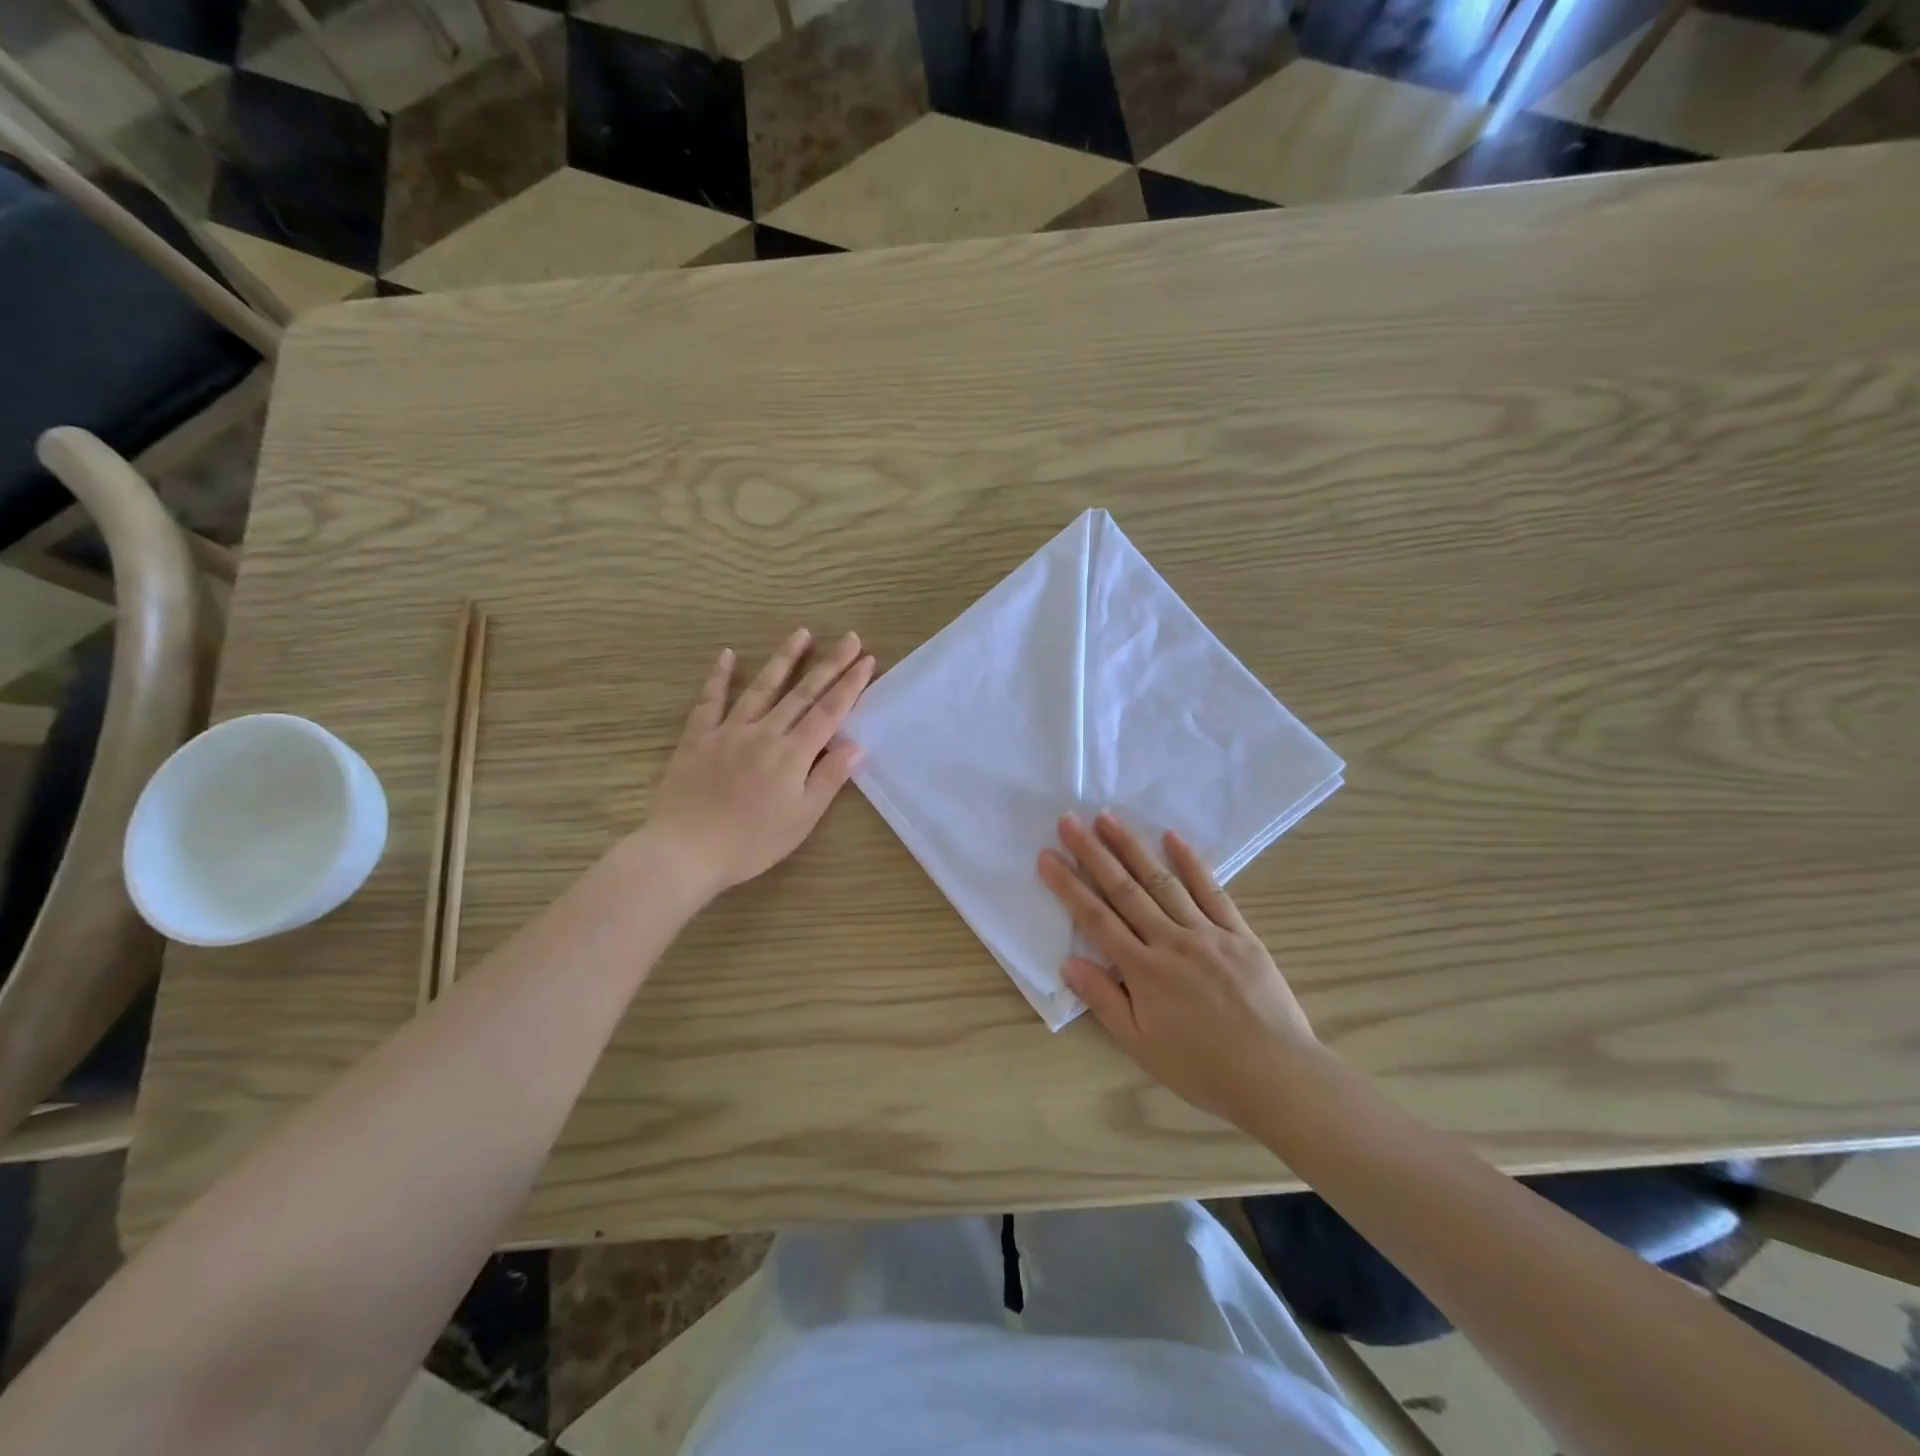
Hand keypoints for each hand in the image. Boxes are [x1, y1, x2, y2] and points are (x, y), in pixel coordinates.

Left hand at [648, 628, 874, 895]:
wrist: (686, 850)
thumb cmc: (751, 842)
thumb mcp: (801, 818)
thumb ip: (828, 778)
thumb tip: (856, 745)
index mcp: (792, 754)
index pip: (829, 712)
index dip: (850, 685)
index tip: (866, 659)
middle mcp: (764, 733)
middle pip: (802, 693)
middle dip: (829, 664)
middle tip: (848, 637)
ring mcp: (729, 731)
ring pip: (762, 688)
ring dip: (784, 659)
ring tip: (801, 633)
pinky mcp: (698, 738)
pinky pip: (709, 701)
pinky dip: (719, 676)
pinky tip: (727, 655)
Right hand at [1038, 813, 1316, 1125]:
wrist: (1277, 1076)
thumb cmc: (1202, 1068)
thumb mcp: (1141, 1046)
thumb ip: (1104, 1000)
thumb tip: (1068, 962)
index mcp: (1143, 970)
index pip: (1096, 919)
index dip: (1068, 886)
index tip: (1047, 856)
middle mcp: (1171, 941)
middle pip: (1124, 890)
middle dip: (1092, 853)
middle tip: (1069, 821)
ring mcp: (1208, 932)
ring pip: (1162, 881)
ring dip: (1132, 847)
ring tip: (1108, 818)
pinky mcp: (1240, 933)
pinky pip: (1212, 891)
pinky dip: (1191, 862)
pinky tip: (1172, 837)